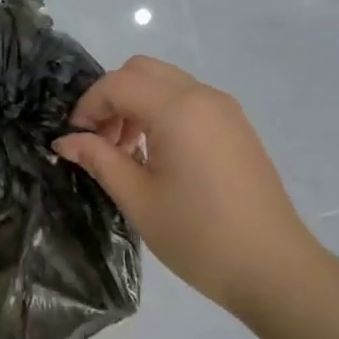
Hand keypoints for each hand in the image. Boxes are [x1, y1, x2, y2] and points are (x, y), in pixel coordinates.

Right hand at [54, 57, 329, 320]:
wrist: (272, 268)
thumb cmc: (198, 235)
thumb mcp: (138, 198)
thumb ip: (99, 159)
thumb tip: (65, 141)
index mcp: (178, 109)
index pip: (118, 83)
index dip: (88, 105)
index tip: (74, 139)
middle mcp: (203, 96)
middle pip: (142, 71)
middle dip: (112, 98)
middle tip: (100, 141)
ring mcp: (225, 109)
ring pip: (166, 84)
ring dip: (136, 104)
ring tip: (126, 153)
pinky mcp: (236, 127)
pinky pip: (188, 101)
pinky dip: (161, 113)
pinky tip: (156, 156)